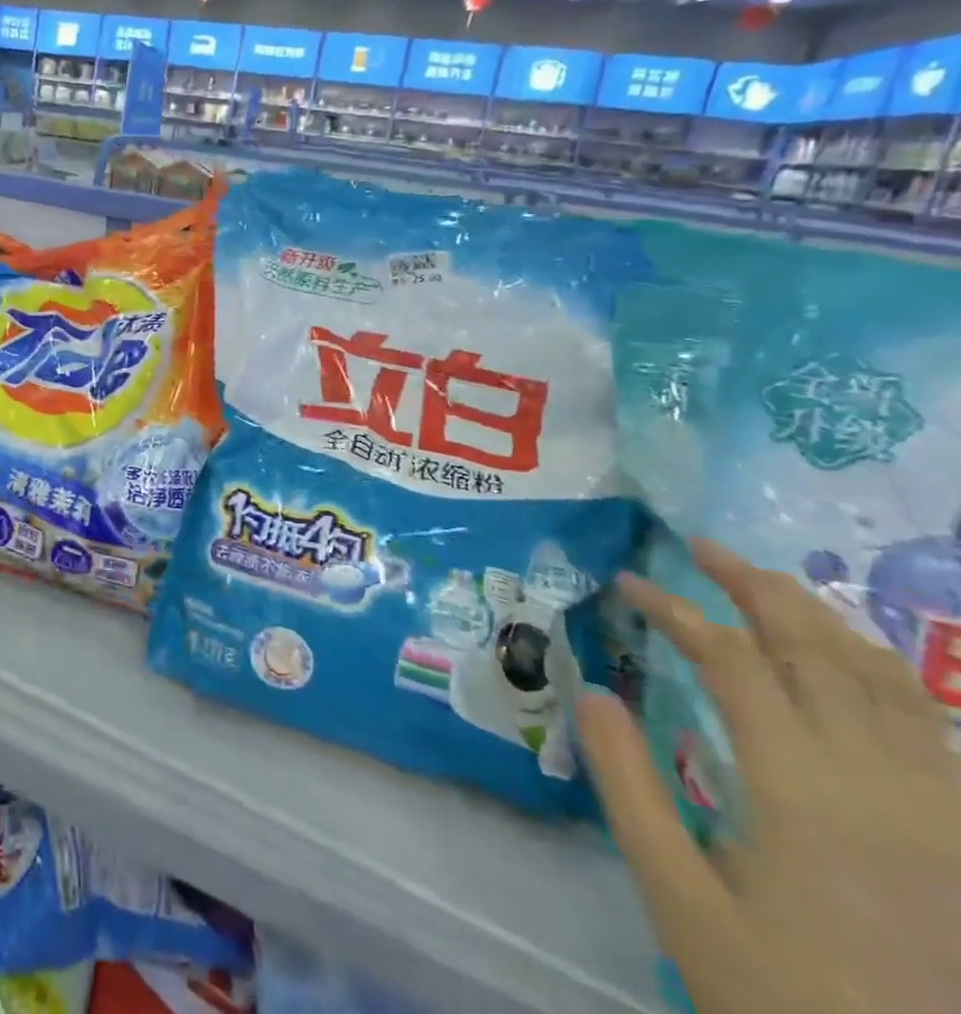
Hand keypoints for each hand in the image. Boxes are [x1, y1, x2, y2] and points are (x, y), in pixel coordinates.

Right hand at [578, 538, 959, 1013]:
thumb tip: (590, 692)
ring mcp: (942, 811)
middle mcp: (883, 783)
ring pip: (885, 683)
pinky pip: (928, 727)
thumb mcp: (680, 897)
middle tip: (702, 547)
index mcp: (803, 790)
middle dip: (756, 589)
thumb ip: (629, 786)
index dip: (676, 609)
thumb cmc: (785, 992)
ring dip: (820, 621)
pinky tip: (853, 665)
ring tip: (770, 585)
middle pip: (818, 653)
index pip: (731, 660)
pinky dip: (881, 674)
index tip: (627, 582)